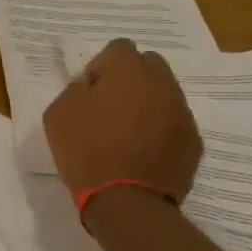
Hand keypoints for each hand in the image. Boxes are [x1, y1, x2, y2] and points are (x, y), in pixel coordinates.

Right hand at [43, 39, 201, 200]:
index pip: (117, 48)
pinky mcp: (193, 141)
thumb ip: (76, 89)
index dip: (101, 68)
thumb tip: (92, 87)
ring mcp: (182, 112)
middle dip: (130, 79)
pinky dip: (161, 132)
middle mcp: (162, 82)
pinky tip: (143, 154)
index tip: (89, 94)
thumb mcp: (58, 114)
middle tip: (110, 109)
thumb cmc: (86, 151)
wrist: (126, 201)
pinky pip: (174, 125)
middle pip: (148, 66)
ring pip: (164, 95)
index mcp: (128, 69)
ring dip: (147, 105)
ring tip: (127, 135)